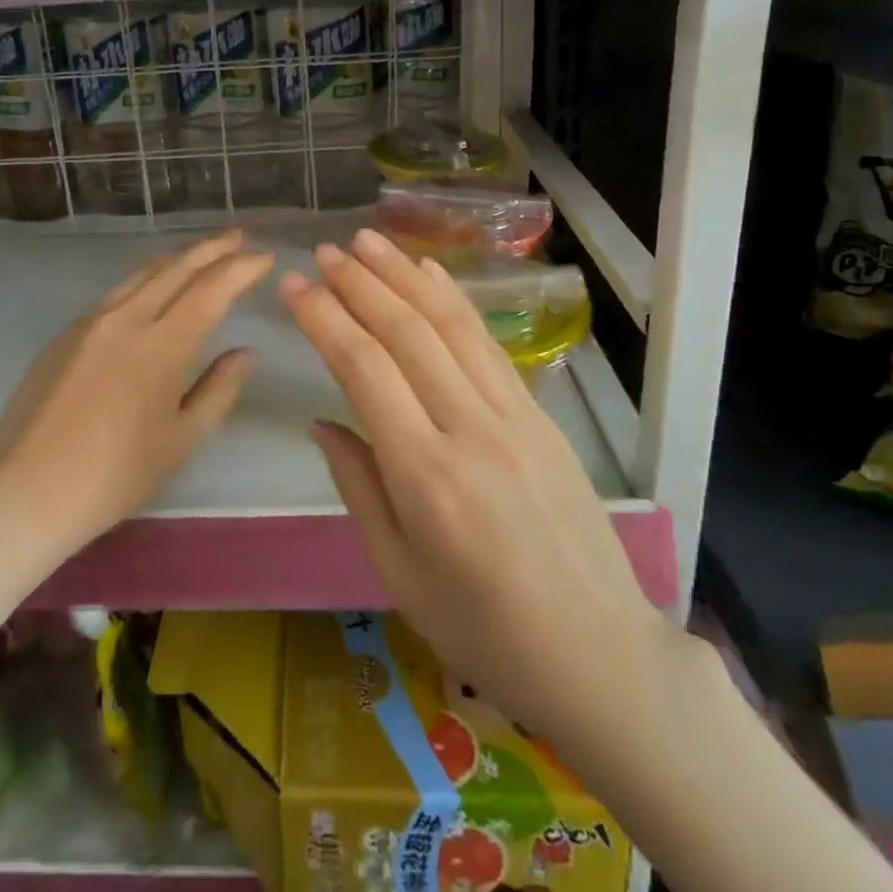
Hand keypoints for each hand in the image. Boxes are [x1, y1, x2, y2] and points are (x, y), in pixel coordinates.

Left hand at [0, 229, 274, 548]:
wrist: (25, 491)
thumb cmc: (114, 476)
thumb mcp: (181, 441)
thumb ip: (219, 390)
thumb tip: (245, 352)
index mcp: (162, 345)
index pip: (211, 289)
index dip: (242, 268)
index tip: (266, 257)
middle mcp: (127, 319)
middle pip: (177, 268)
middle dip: (213, 248)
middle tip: (240, 236)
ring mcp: (92, 321)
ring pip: (144, 272)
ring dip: (179, 257)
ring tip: (203, 251)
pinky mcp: (67, 333)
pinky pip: (118, 290)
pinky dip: (148, 277)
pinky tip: (154, 286)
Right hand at [281, 228, 668, 733]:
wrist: (599, 653)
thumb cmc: (483, 629)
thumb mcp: (398, 572)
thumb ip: (357, 485)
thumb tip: (322, 420)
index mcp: (426, 476)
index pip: (364, 369)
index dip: (324, 318)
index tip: (293, 286)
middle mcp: (470, 429)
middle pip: (406, 332)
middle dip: (359, 283)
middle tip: (323, 250)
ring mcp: (513, 415)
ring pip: (451, 324)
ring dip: (405, 274)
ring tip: (368, 239)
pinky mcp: (540, 414)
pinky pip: (488, 343)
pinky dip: (454, 300)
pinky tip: (429, 272)